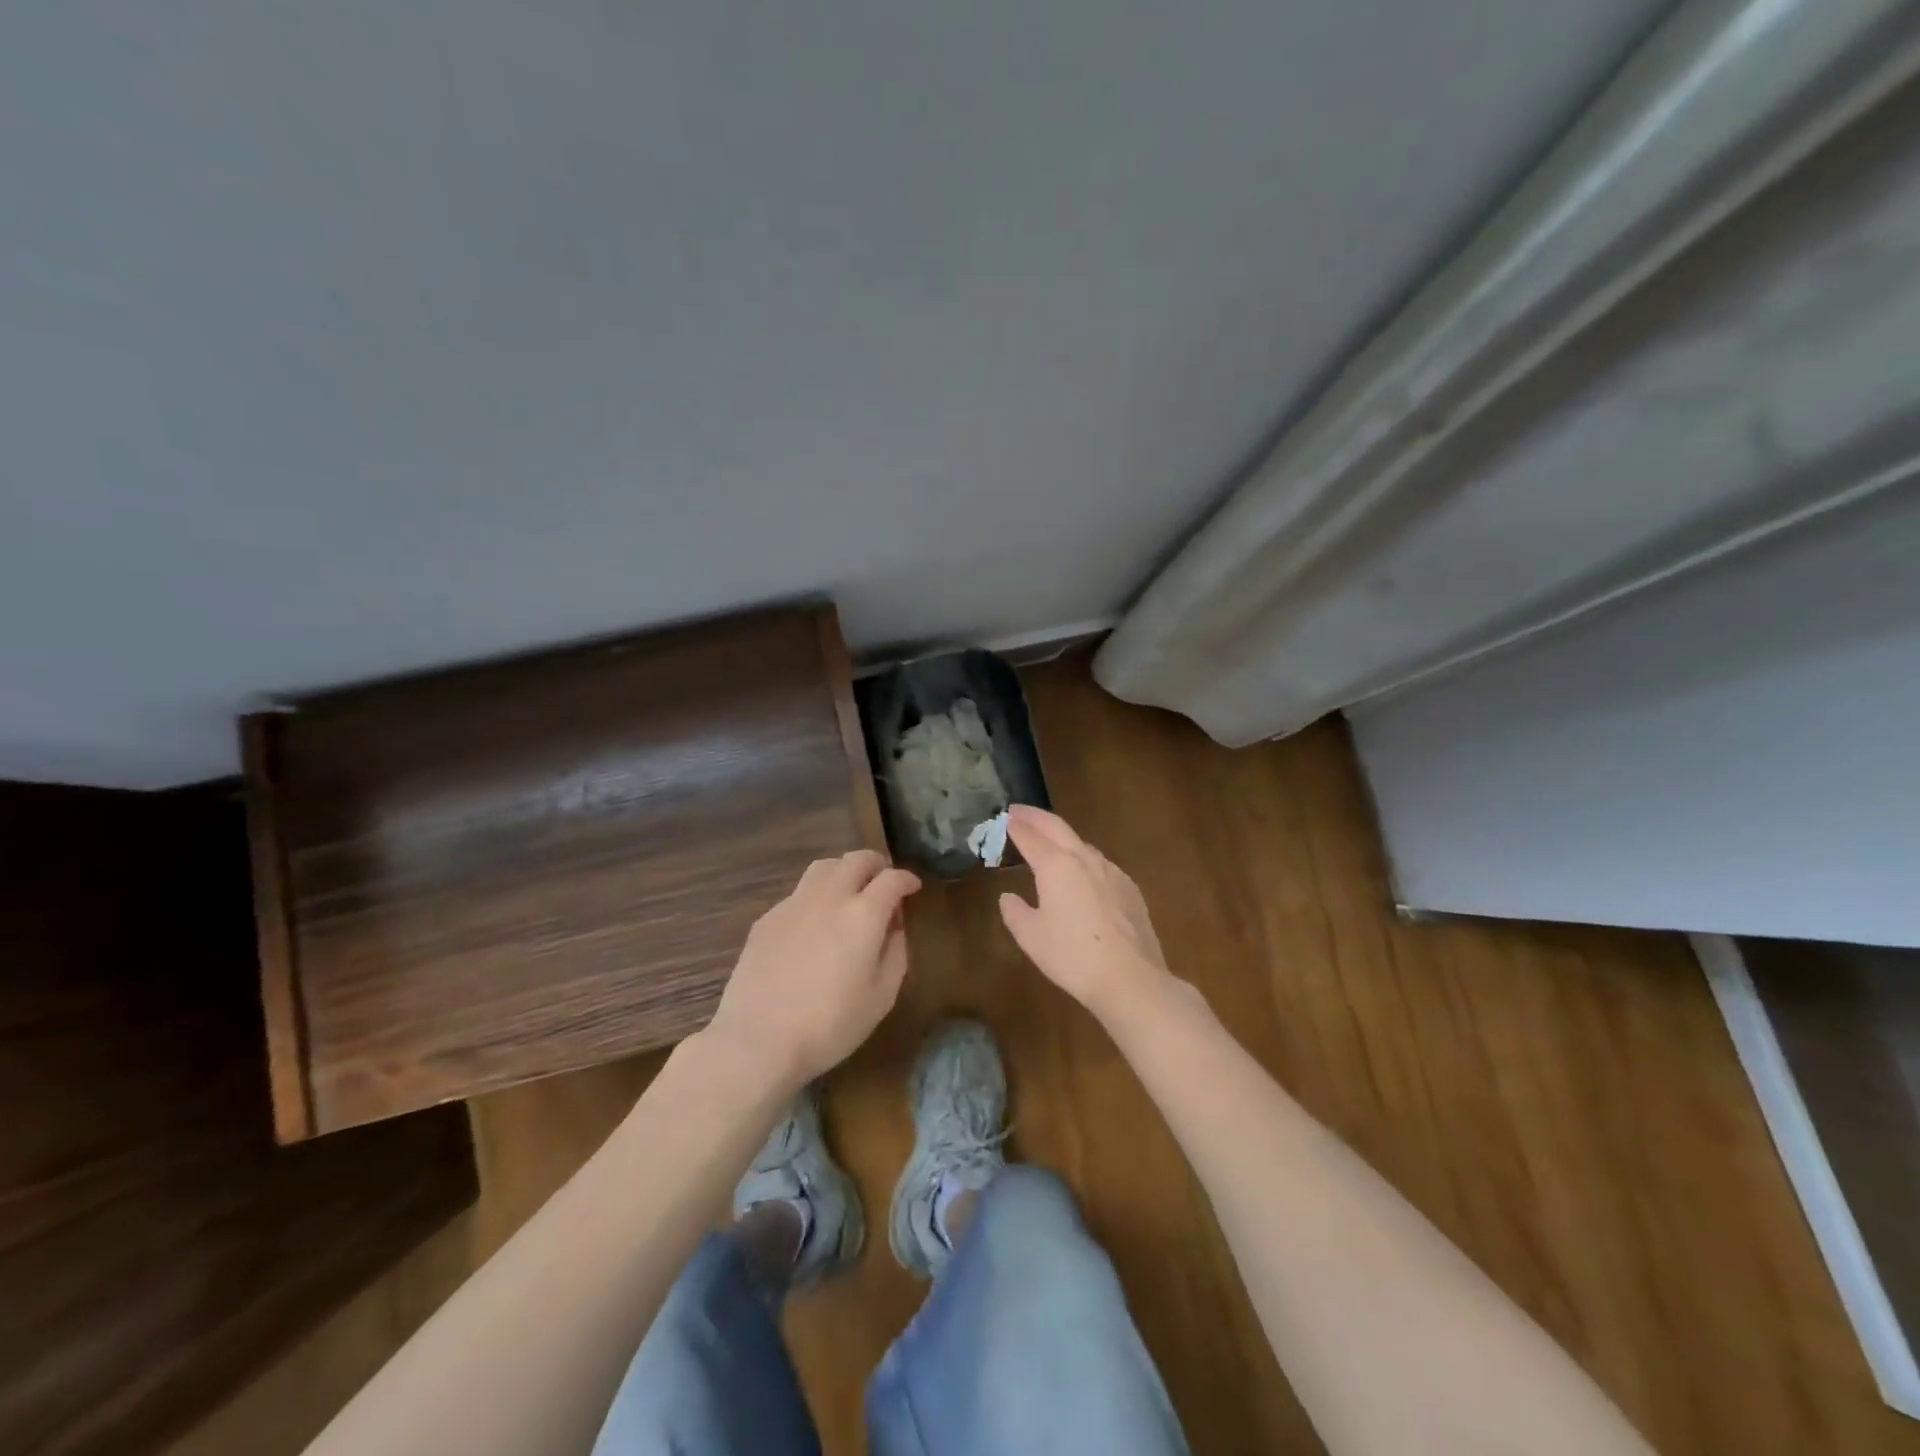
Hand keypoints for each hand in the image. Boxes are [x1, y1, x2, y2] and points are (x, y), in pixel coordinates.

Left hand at [706, 849, 921, 1090]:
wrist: (758, 1040)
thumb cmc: (830, 1025)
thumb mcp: (881, 997)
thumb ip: (895, 954)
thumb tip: (894, 928)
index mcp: (863, 915)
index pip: (892, 879)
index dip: (907, 879)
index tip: (913, 888)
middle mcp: (829, 897)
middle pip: (856, 860)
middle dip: (876, 865)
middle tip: (884, 881)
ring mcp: (793, 904)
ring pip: (824, 867)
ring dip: (844, 871)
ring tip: (849, 891)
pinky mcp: (767, 918)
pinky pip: (799, 892)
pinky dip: (816, 896)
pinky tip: (814, 923)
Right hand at [998, 805, 1173, 1018]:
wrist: (1131, 978)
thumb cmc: (1072, 957)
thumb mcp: (1031, 937)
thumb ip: (1015, 912)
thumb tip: (1008, 897)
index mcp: (1056, 865)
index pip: (1030, 836)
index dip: (1015, 826)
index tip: (1004, 818)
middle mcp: (1085, 859)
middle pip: (1057, 827)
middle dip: (1036, 817)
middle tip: (1019, 812)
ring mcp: (1111, 871)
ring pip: (1081, 844)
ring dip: (1060, 836)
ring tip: (1047, 841)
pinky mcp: (1129, 887)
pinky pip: (1100, 863)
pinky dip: (1082, 857)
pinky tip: (1081, 872)